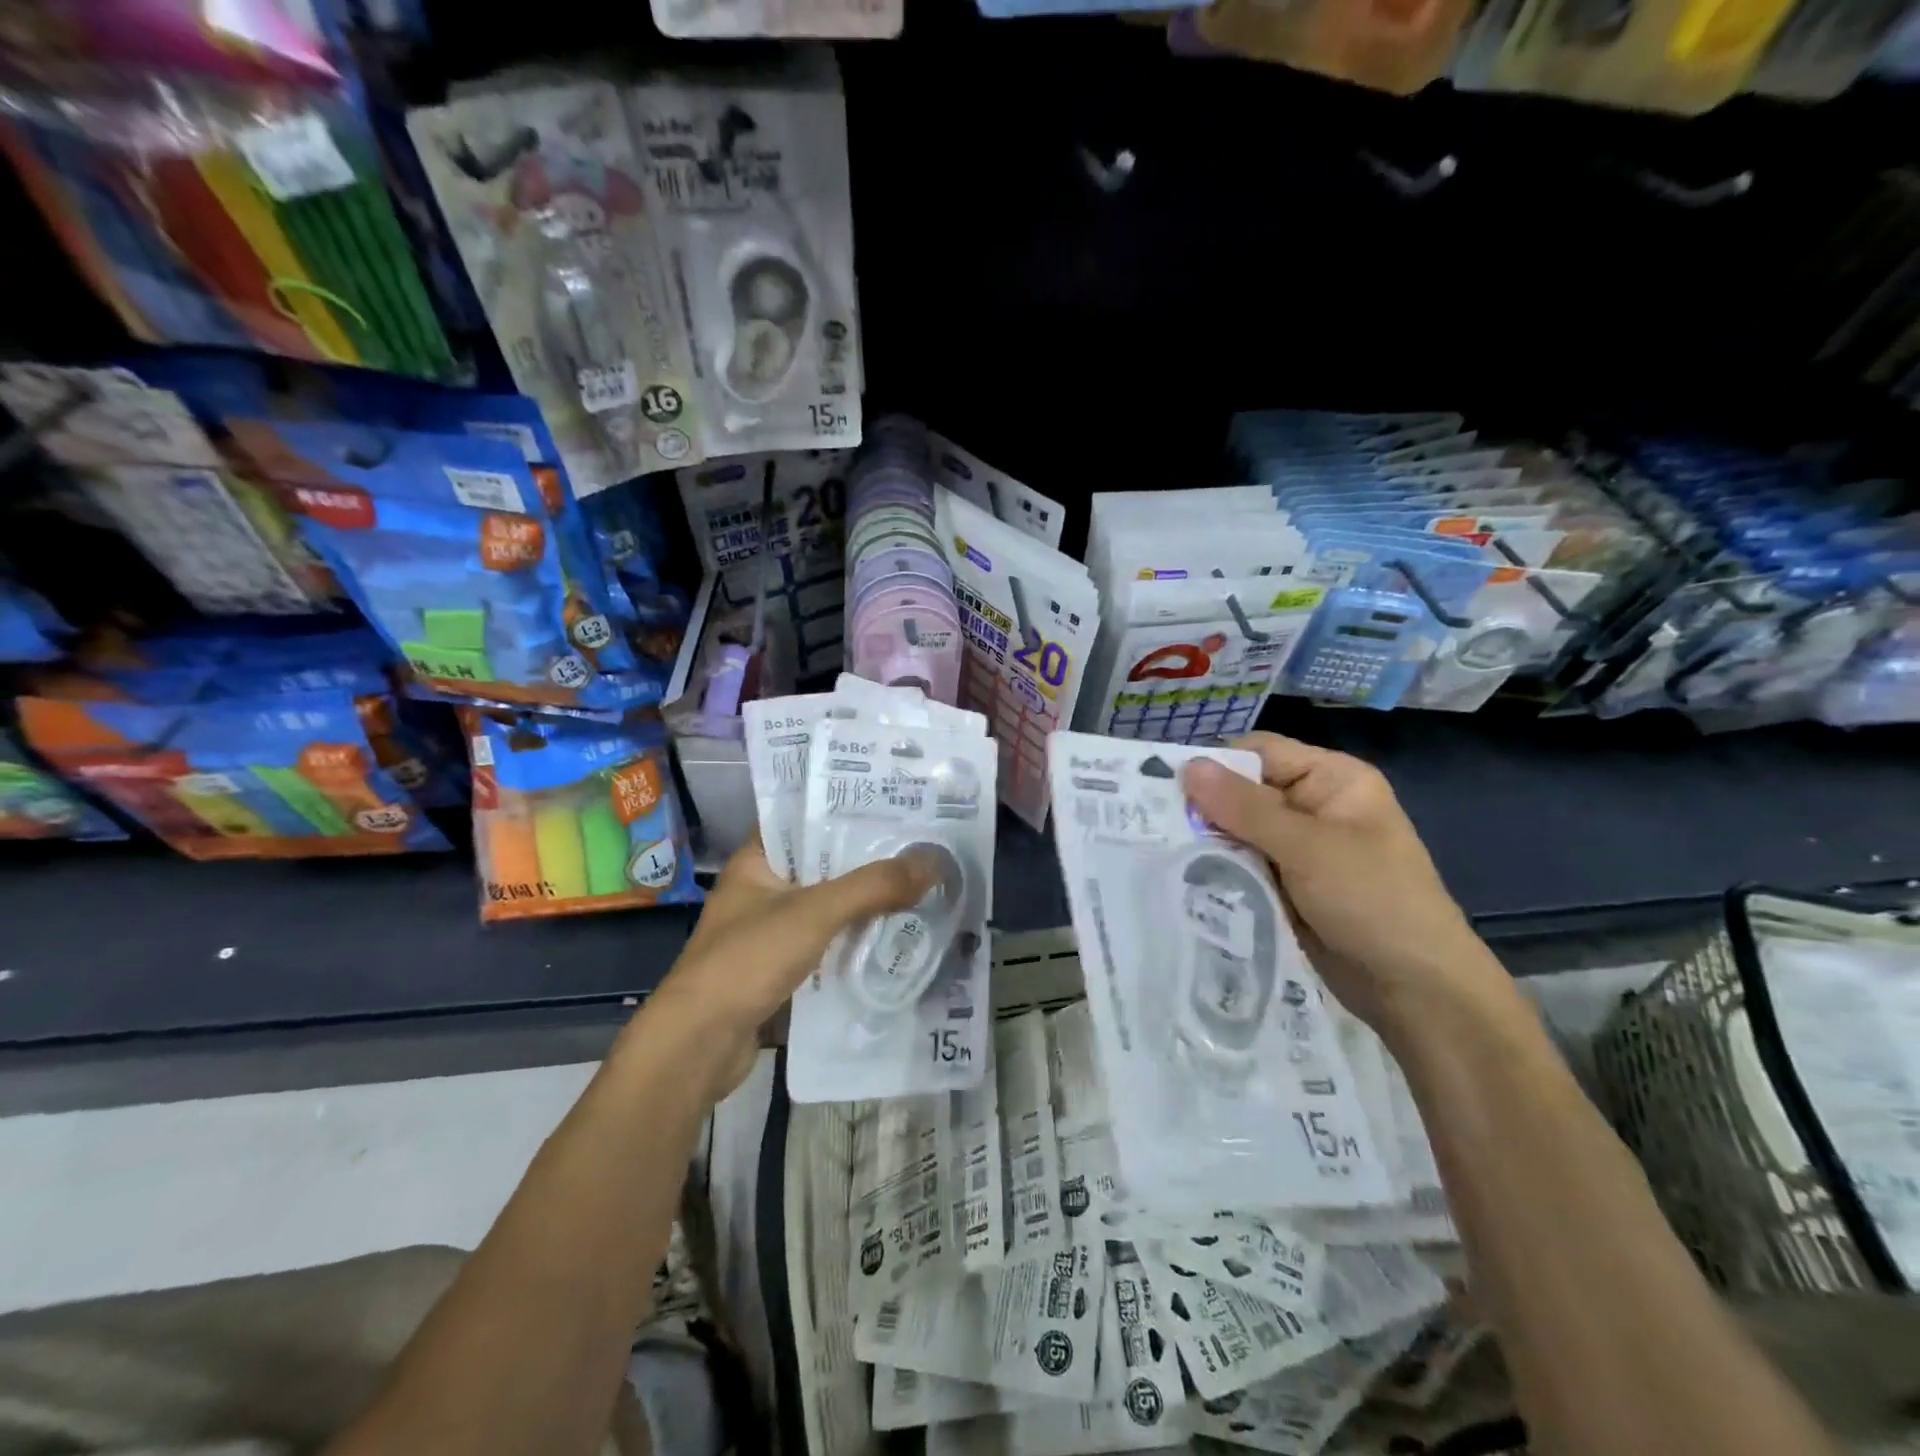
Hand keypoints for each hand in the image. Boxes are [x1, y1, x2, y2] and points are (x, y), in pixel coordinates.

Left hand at [647, 835, 941, 1097]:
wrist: (697, 1047)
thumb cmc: (748, 960)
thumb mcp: (815, 913)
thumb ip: (874, 886)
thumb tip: (935, 860)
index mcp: (756, 862)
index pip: (803, 819)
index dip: (845, 809)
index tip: (892, 804)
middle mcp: (761, 891)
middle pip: (823, 866)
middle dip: (867, 861)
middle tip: (921, 846)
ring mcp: (769, 934)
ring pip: (828, 909)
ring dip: (865, 905)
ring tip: (919, 888)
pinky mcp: (779, 972)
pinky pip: (826, 946)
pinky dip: (855, 943)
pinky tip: (894, 940)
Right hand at [1181, 732, 1505, 1032]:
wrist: (1416, 990)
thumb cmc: (1372, 900)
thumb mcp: (1308, 847)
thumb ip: (1245, 807)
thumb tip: (1187, 766)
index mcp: (1332, 780)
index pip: (1260, 752)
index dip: (1214, 765)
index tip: (1162, 785)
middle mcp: (1313, 807)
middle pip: (1244, 793)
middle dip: (1203, 808)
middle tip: (1149, 823)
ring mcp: (1299, 850)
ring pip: (1237, 833)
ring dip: (1207, 844)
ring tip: (1159, 853)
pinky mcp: (1286, 886)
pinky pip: (1243, 866)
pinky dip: (1219, 871)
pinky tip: (1184, 879)